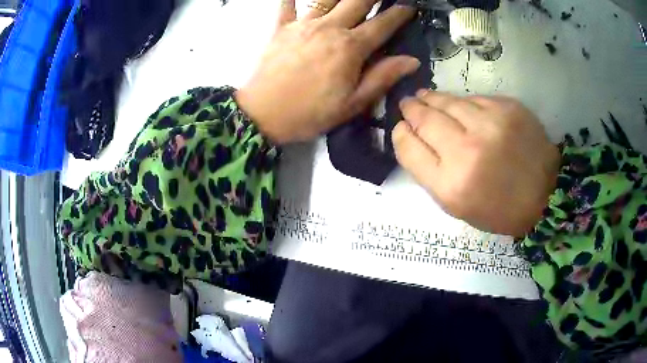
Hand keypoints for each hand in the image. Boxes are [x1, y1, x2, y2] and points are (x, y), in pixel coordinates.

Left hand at [235, 0, 418, 143]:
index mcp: (350, 47)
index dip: (399, 14)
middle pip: (357, 1)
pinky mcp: (281, 28)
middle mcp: (329, 28)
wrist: (262, 114)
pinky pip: (288, 5)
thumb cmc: (309, 113)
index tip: (409, 7)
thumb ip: (382, 77)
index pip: (382, 24)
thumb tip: (411, 61)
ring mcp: (303, 24)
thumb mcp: (352, 104)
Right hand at [393, 91, 560, 236]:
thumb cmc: (498, 208)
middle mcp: (467, 151)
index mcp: (451, 185)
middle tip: (408, 103)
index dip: (400, 135)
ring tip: (425, 97)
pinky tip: (460, 106)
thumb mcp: (457, 205)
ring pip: (447, 101)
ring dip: (432, 98)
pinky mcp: (508, 108)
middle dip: (411, 109)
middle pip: (425, 119)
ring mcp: (490, 125)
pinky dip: (462, 102)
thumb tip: (411, 135)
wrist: (545, 194)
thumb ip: (429, 172)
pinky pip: (473, 98)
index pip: (409, 149)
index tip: (400, 127)